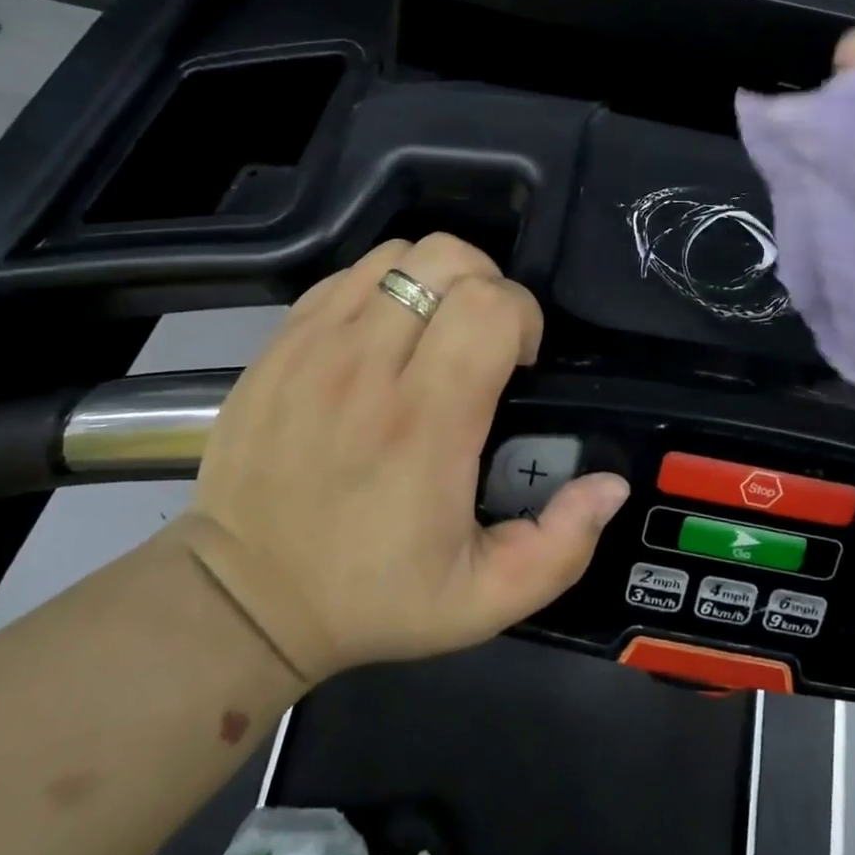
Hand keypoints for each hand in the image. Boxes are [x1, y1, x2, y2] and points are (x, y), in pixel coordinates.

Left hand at [181, 235, 629, 683]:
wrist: (242, 597)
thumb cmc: (370, 596)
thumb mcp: (484, 601)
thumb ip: (561, 547)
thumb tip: (611, 484)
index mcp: (425, 424)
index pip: (490, 306)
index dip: (522, 317)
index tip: (518, 362)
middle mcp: (367, 368)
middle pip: (447, 259)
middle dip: (487, 286)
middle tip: (484, 341)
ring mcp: (315, 346)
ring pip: (398, 254)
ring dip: (436, 280)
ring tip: (437, 332)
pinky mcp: (281, 342)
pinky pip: (348, 274)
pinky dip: (383, 286)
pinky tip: (386, 335)